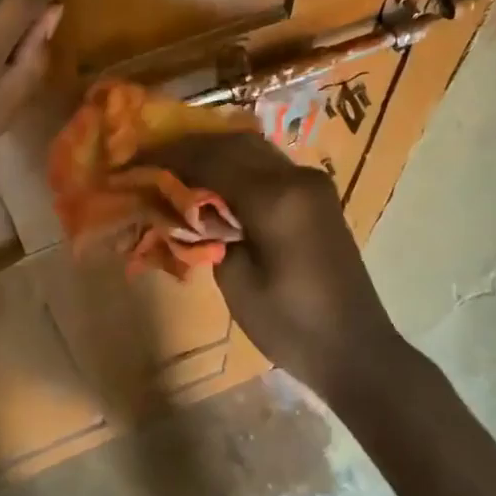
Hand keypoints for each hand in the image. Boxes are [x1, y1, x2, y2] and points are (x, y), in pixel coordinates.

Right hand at [147, 132, 405, 399]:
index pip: (211, 160)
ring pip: (252, 149)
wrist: (357, 350)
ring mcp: (312, 182)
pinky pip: (268, 165)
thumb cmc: (292, 326)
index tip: (138, 158)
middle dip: (191, 148)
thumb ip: (208, 233)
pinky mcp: (318, 194)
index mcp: (275, 198)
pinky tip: (215, 179)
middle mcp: (296, 177)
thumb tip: (189, 207)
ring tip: (178, 166)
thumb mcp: (236, 283)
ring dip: (215, 152)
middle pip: (232, 144)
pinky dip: (238, 165)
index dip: (171, 157)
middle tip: (154, 158)